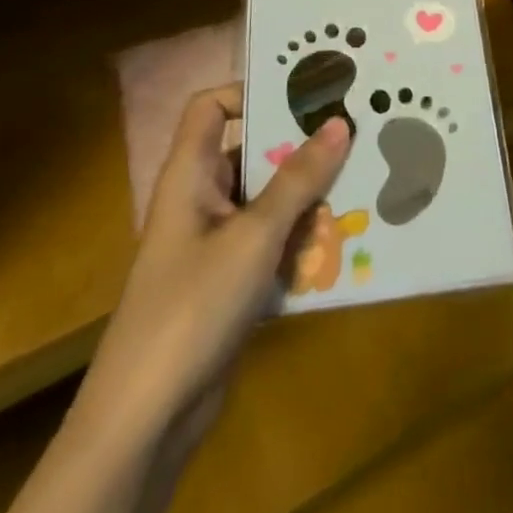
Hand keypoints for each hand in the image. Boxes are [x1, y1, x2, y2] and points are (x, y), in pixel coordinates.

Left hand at [77, 85, 350, 445]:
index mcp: (190, 176)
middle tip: (357, 132)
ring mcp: (216, 242)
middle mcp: (201, 199)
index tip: (306, 95)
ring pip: (270, 198)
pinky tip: (348, 238)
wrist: (146, 420)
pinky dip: (305, 236)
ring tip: (366, 179)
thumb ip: (298, 179)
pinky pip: (275, 240)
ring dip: (311, 194)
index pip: (210, 107)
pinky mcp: (232, 280)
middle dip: (302, 145)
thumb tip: (339, 122)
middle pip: (252, 151)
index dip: (250, 92)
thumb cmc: (192, 309)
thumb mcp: (254, 236)